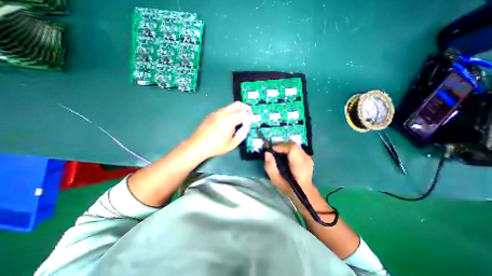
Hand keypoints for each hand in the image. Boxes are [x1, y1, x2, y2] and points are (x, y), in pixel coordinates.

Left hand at [187, 100, 251, 159]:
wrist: (197, 145)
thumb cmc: (216, 146)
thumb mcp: (233, 144)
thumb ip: (242, 134)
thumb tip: (246, 127)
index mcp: (229, 120)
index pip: (244, 113)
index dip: (249, 119)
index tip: (248, 125)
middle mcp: (223, 112)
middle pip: (238, 104)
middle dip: (246, 109)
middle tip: (249, 117)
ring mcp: (216, 112)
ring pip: (231, 106)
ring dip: (238, 110)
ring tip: (239, 121)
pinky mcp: (212, 114)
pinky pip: (224, 110)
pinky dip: (231, 113)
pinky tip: (229, 123)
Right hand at [265, 142, 323, 202]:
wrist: (304, 192)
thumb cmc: (289, 188)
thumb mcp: (276, 180)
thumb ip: (270, 167)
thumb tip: (267, 153)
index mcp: (299, 165)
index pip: (292, 148)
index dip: (281, 146)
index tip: (272, 149)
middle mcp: (306, 159)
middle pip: (293, 144)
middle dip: (281, 144)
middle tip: (273, 150)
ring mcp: (308, 157)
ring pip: (295, 145)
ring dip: (285, 146)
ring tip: (278, 151)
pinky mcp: (308, 157)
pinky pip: (297, 148)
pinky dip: (289, 148)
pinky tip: (284, 154)